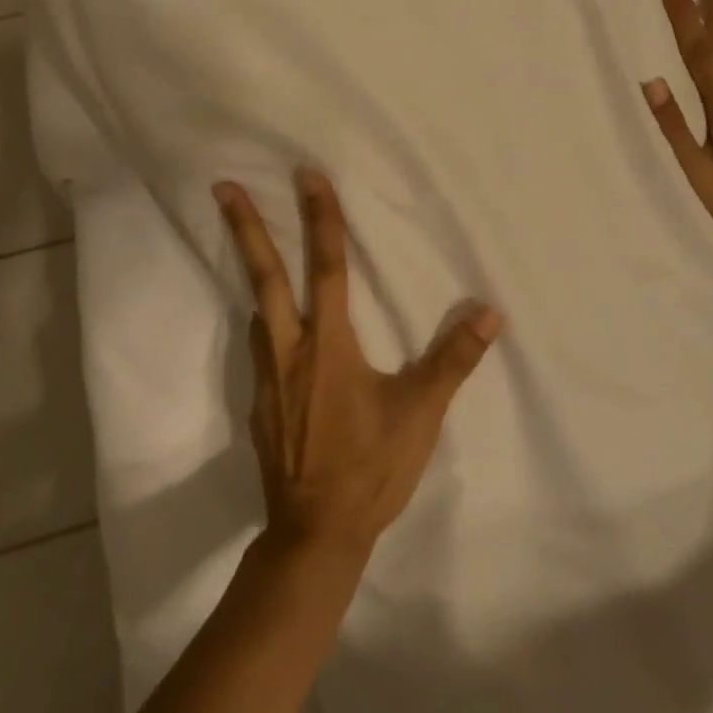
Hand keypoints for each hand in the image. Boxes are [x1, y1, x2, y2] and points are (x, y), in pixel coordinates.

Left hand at [214, 168, 502, 560]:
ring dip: (250, 268)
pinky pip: (259, 343)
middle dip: (246, 229)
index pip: (327, 267)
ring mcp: (268, 376)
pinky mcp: (261, 401)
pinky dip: (262, 316)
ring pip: (256, 308)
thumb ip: (453, 360)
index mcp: (328, 345)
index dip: (320, 218)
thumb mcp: (419, 415)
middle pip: (265, 276)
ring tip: (246, 239)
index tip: (306, 177)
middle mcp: (289, 349)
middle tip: (222, 187)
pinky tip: (271, 321)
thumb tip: (489, 313)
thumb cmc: (370, 468)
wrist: (313, 536)